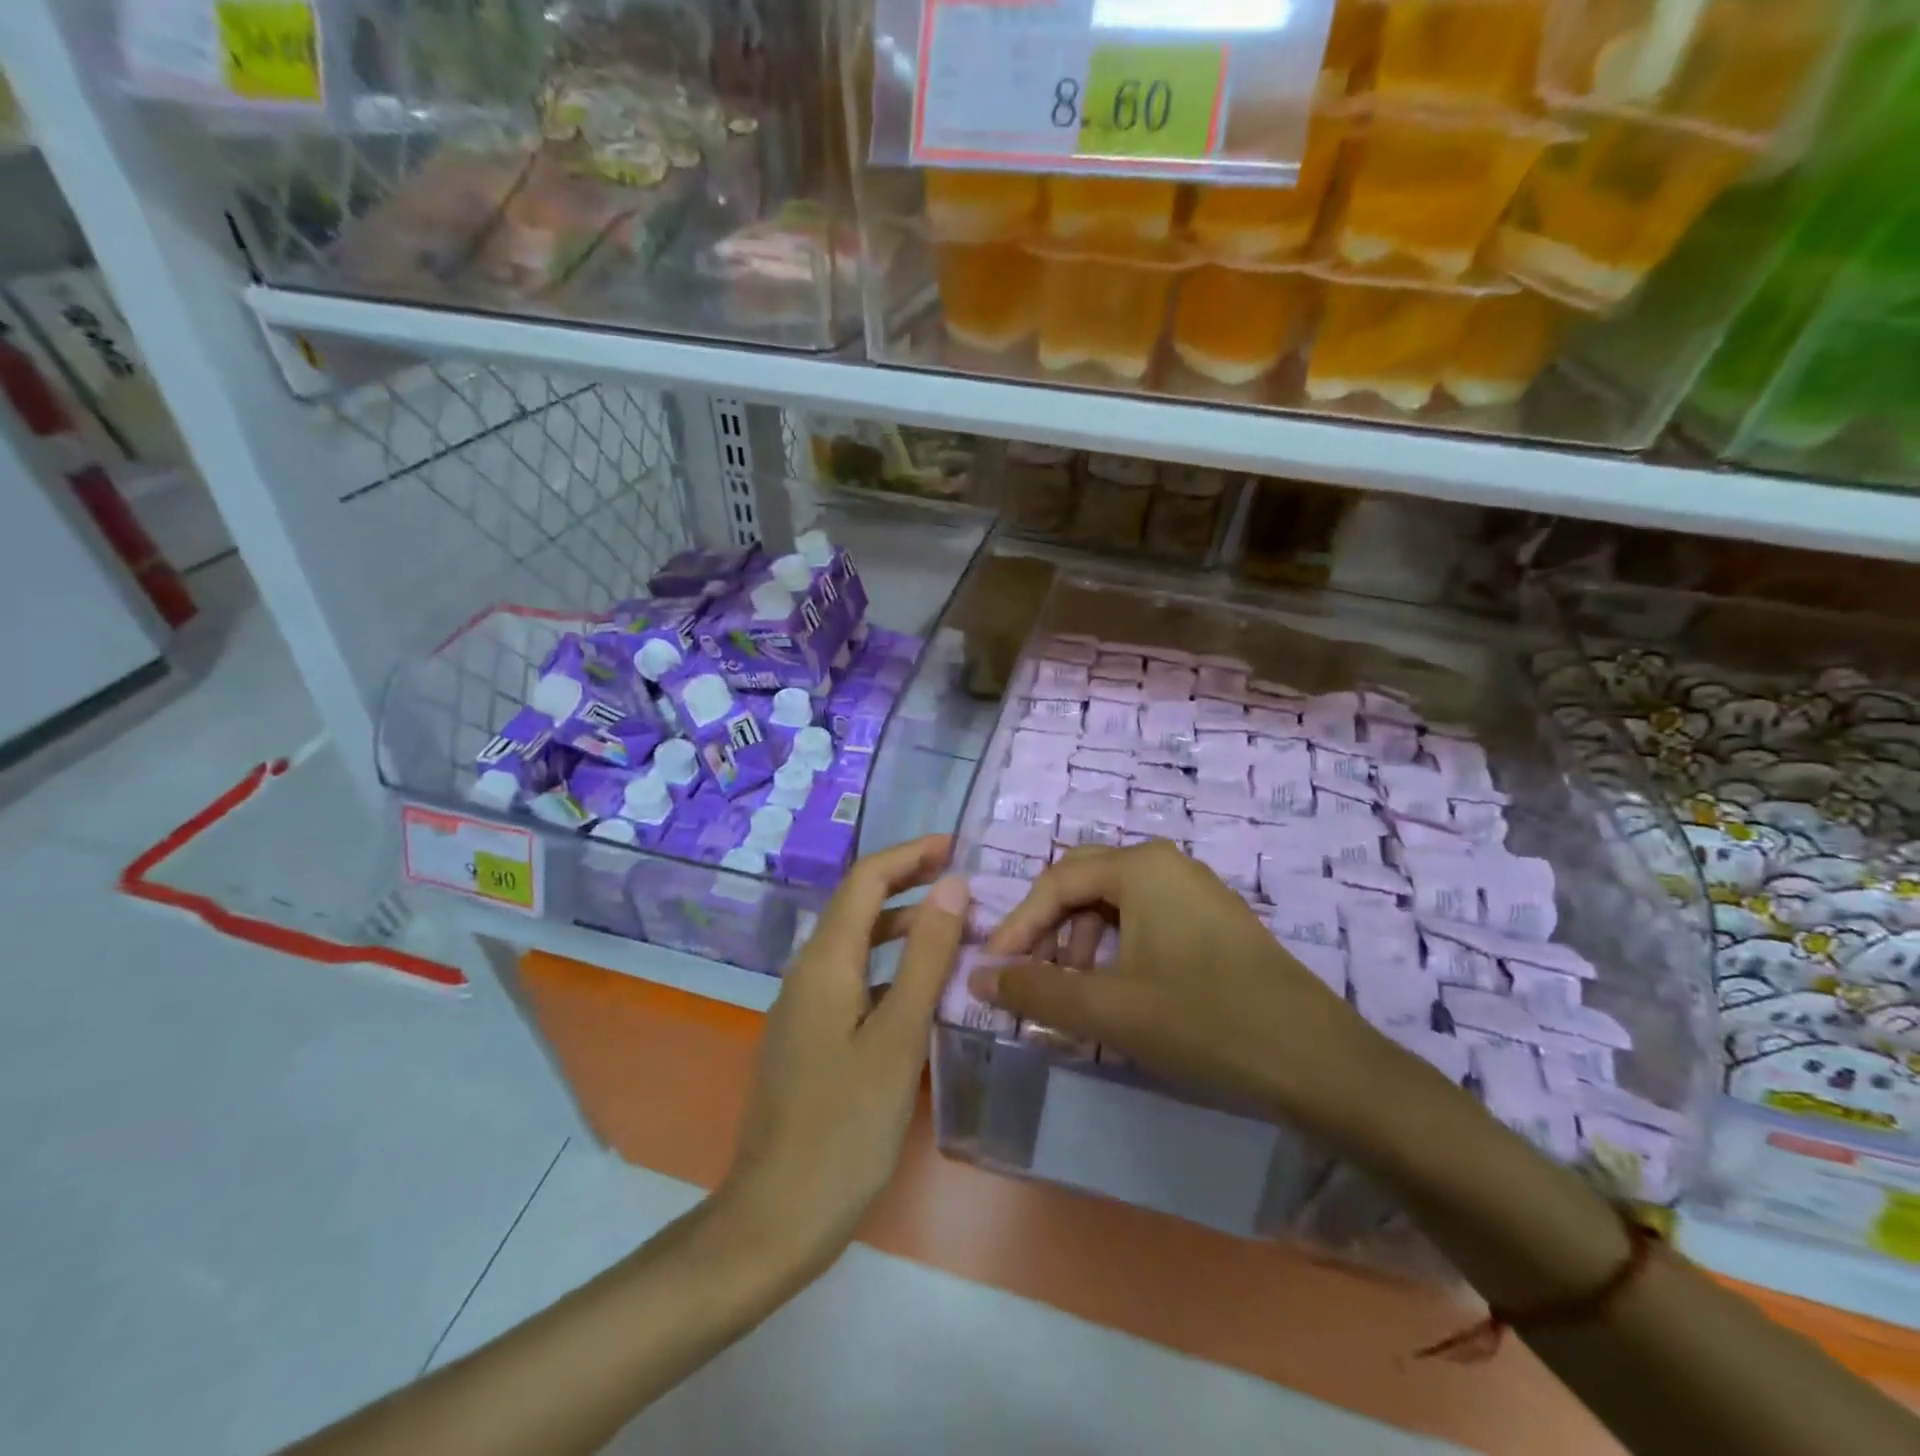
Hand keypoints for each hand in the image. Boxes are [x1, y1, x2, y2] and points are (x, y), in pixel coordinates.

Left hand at [718, 835, 966, 1278]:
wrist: (774, 1217)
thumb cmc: (844, 1126)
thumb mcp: (899, 1036)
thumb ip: (926, 957)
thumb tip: (952, 885)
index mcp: (826, 962)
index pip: (866, 878)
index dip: (911, 854)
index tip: (957, 846)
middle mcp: (808, 972)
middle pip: (860, 905)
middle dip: (910, 885)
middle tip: (966, 886)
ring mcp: (805, 1006)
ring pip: (858, 945)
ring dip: (904, 928)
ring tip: (957, 932)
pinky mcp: (810, 1036)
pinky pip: (855, 981)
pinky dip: (892, 969)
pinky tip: (924, 992)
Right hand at [975, 842, 1390, 1138]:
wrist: (1319, 1062)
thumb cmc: (1204, 1021)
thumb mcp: (1109, 1010)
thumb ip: (1036, 991)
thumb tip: (977, 976)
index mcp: (1140, 867)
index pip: (1057, 881)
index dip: (1019, 924)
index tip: (995, 968)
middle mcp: (1167, 865)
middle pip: (1084, 882)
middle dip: (1049, 927)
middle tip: (1031, 974)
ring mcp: (1196, 892)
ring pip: (1116, 903)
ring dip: (1082, 941)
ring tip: (1074, 993)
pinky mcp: (1214, 923)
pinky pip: (1146, 921)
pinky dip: (1117, 949)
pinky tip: (1117, 993)